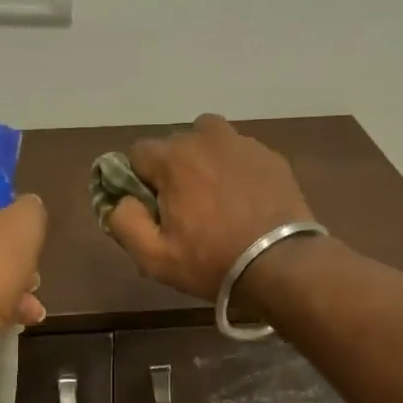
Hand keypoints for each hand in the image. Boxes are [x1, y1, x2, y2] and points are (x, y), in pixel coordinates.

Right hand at [106, 115, 315, 301]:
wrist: (281, 264)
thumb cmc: (211, 261)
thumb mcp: (153, 256)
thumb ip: (124, 222)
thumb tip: (120, 199)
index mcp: (172, 158)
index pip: (137, 153)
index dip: (138, 180)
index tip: (152, 207)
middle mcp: (205, 138)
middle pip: (174, 144)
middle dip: (172, 169)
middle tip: (185, 208)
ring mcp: (243, 144)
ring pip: (209, 141)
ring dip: (204, 161)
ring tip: (215, 197)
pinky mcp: (271, 156)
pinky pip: (240, 154)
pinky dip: (235, 169)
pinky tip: (244, 201)